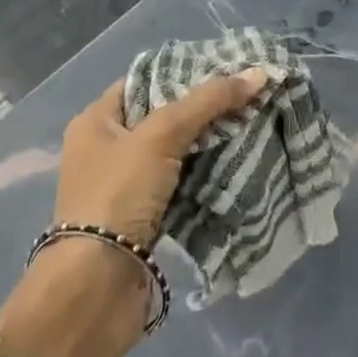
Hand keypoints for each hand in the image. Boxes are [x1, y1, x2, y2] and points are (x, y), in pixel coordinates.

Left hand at [53, 68, 268, 245]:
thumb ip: (209, 101)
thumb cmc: (119, 195)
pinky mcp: (143, 216)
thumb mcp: (162, 135)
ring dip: (208, 141)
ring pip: (175, 149)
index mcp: (96, 121)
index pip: (145, 80)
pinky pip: (180, 181)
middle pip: (164, 114)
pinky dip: (205, 172)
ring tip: (251, 122)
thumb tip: (261, 73)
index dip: (184, 71)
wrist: (97, 288)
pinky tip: (237, 160)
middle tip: (246, 95)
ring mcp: (124, 184)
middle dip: (203, 107)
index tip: (226, 68)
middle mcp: (106, 148)